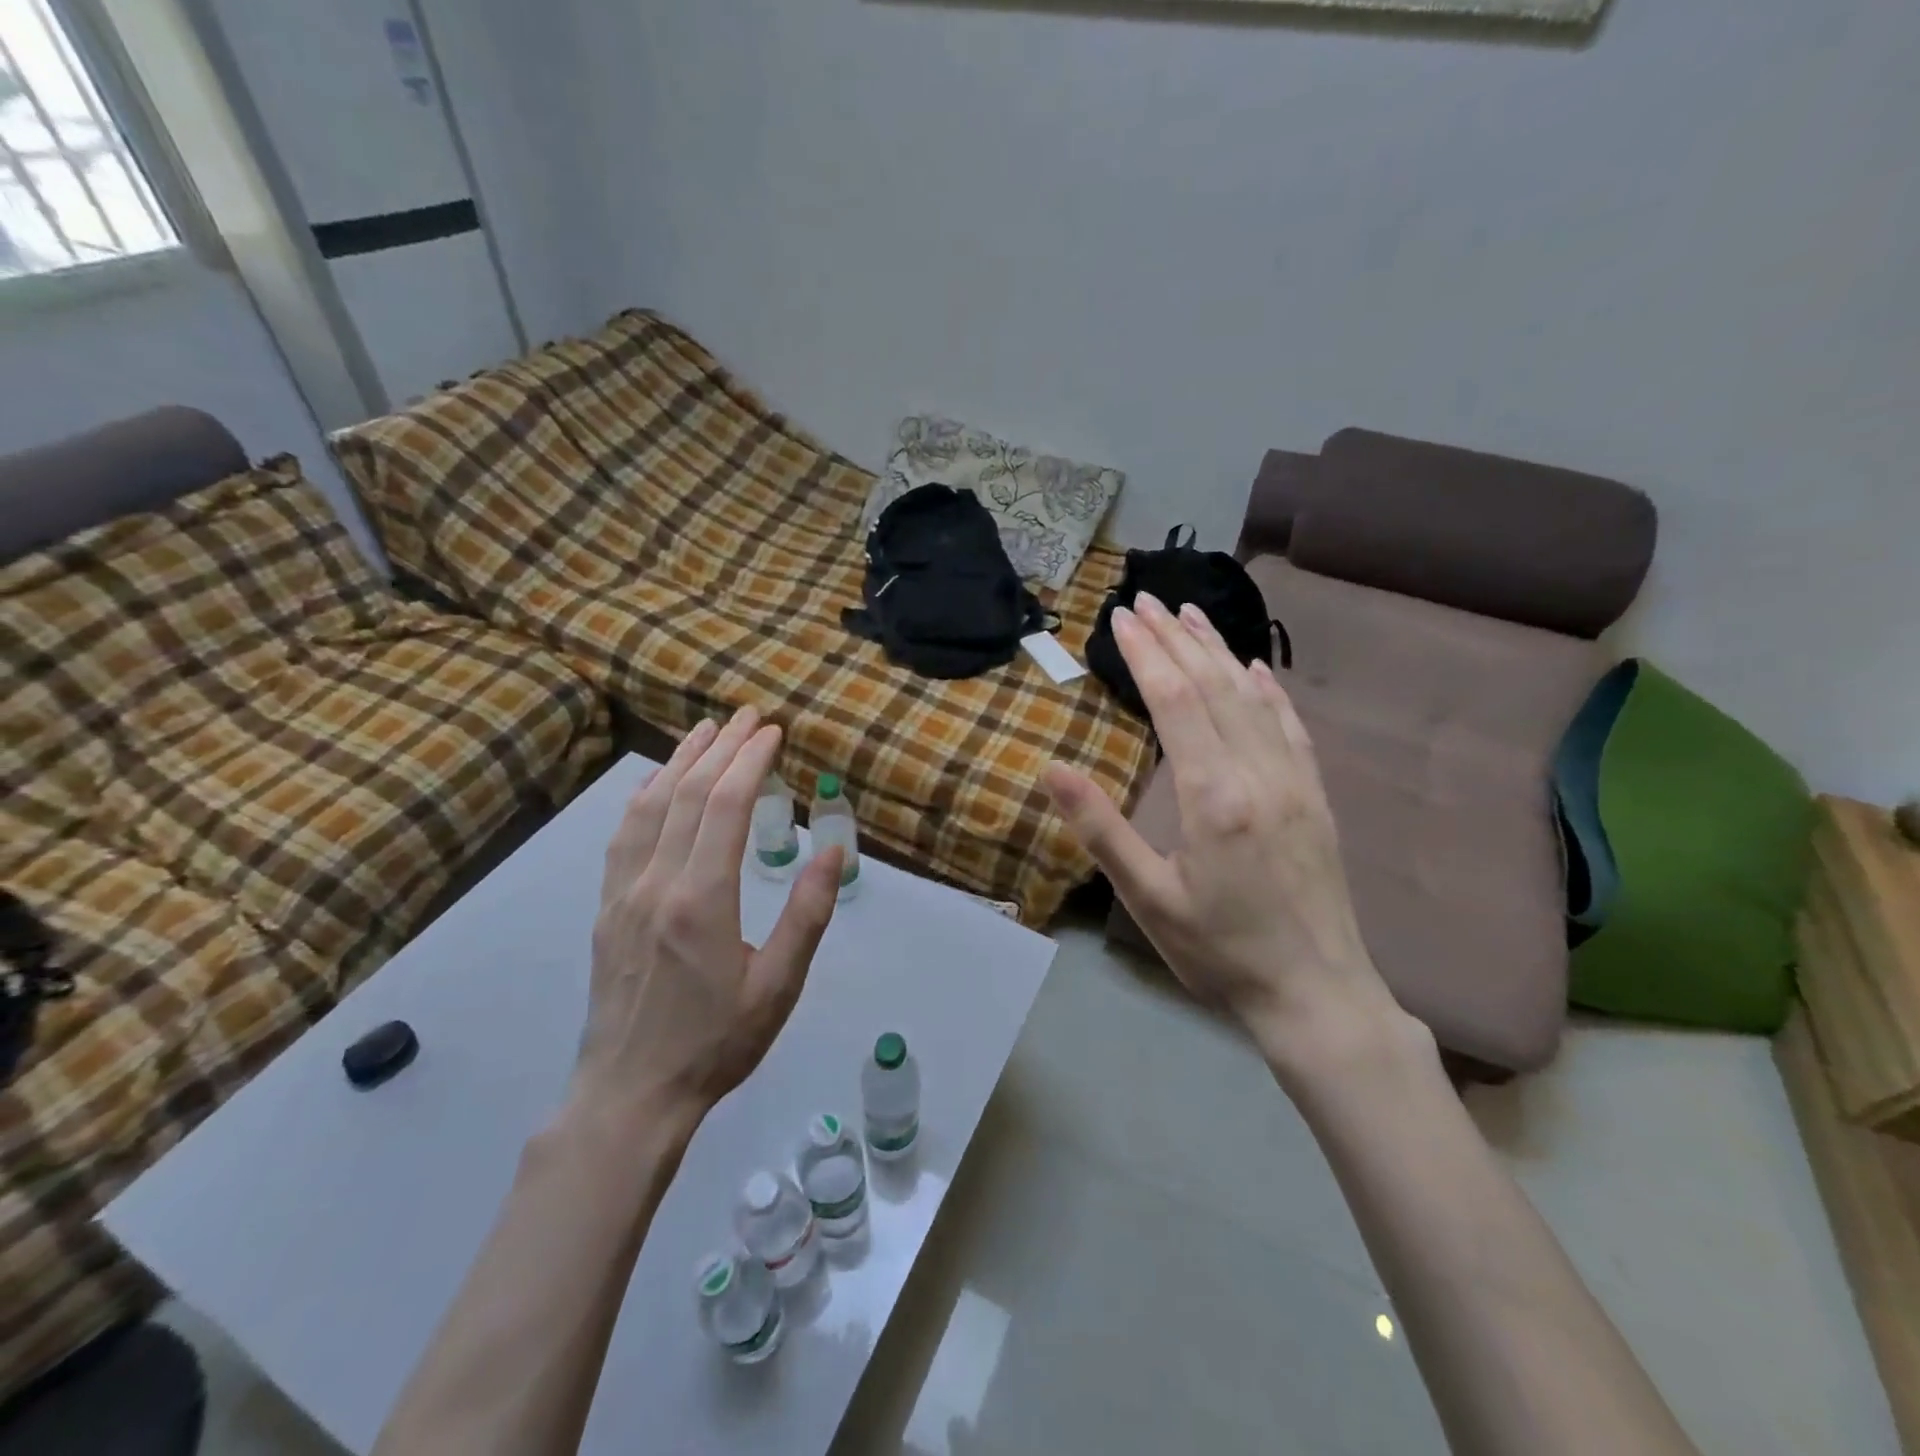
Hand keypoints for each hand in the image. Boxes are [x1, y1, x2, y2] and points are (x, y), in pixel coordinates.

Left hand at [573, 709, 843, 1122]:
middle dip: (720, 747)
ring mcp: (623, 893)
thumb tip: (833, 853)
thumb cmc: (716, 1043)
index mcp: (702, 900)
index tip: (771, 732)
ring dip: (679, 762)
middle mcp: (656, 883)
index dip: (749, 761)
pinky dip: (644, 797)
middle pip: (687, 795)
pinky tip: (656, 784)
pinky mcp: (606, 908)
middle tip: (747, 716)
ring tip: (704, 731)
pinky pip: (623, 835)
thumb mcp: (779, 985)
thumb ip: (807, 914)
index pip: (725, 806)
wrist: (631, 1094)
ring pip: (649, 807)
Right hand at [1044, 593, 1406, 1072]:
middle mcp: (1258, 772)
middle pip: (1212, 686)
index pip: (1174, 701)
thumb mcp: (1147, 899)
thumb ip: (1101, 830)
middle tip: (1144, 600)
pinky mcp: (1315, 795)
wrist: (1317, 994)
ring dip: (1217, 651)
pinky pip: (1289, 726)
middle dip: (1174, 639)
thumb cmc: (1219, 951)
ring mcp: (1294, 780)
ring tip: (1189, 615)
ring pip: (1252, 696)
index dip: (1145, 654)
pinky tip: (1254, 668)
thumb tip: (1053, 770)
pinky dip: (1268, 689)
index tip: (1120, 617)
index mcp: (1213, 796)